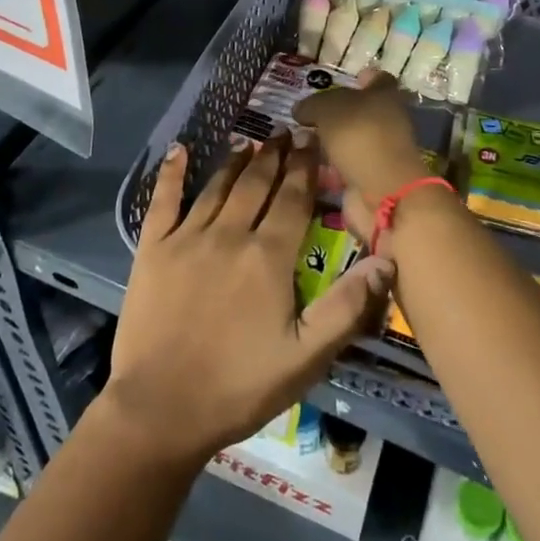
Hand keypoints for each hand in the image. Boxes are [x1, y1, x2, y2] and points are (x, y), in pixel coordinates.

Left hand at [103, 135, 394, 465]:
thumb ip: (348, 306)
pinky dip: (172, 173)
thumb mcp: (307, 357)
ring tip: (250, 141)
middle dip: (275, 155)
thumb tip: (387, 259)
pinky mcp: (152, 250)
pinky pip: (164, 201)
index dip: (304, 167)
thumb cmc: (240, 386)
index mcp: (268, 257)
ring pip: (218, 187)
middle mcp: (229, 235)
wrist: (161, 410)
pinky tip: (178, 150)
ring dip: (236, 161)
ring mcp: (186, 239)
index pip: (292, 199)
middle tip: (286, 130)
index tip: (312, 137)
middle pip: (256, 184)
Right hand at [293, 70, 433, 235]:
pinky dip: (327, 165)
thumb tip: (300, 110)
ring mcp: (378, 151)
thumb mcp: (328, 108)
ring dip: (327, 140)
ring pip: (349, 139)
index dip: (359, 77)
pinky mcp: (368, 178)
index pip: (376, 78)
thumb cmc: (360, 136)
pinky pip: (343, 165)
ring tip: (297, 137)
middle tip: (305, 112)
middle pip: (360, 110)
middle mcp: (386, 121)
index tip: (336, 80)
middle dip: (334, 111)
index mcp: (385, 95)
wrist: (383, 192)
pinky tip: (305, 162)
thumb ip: (312, 104)